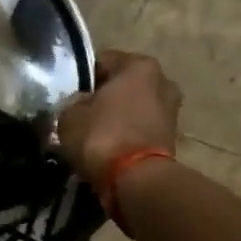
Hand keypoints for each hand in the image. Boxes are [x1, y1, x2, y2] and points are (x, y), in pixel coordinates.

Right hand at [56, 50, 182, 189]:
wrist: (136, 180)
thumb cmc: (102, 136)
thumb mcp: (69, 115)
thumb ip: (73, 103)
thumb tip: (79, 104)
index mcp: (139, 65)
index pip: (103, 61)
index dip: (82, 78)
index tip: (69, 95)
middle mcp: (162, 80)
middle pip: (123, 84)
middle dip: (104, 97)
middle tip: (81, 114)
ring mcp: (171, 110)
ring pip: (133, 107)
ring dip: (117, 116)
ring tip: (94, 134)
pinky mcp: (172, 137)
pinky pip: (140, 128)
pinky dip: (127, 134)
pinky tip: (109, 147)